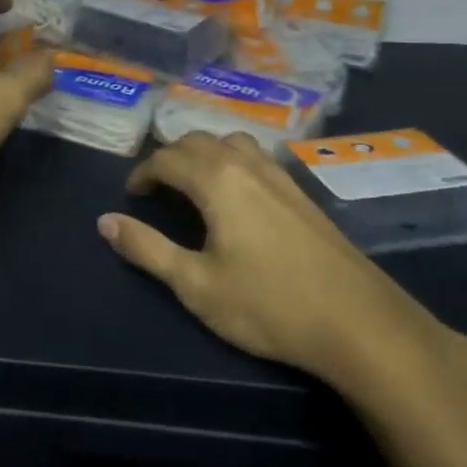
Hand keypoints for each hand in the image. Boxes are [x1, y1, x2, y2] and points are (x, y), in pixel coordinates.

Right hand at [98, 131, 458, 394]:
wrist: (361, 325)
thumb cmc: (269, 305)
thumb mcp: (195, 284)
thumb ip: (146, 249)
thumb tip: (104, 222)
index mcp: (217, 180)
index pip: (167, 159)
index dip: (142, 174)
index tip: (131, 196)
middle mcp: (247, 165)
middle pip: (199, 141)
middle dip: (170, 158)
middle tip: (156, 188)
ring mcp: (281, 177)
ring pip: (232, 143)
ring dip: (204, 153)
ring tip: (193, 183)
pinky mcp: (303, 194)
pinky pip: (257, 158)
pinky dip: (232, 162)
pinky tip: (237, 196)